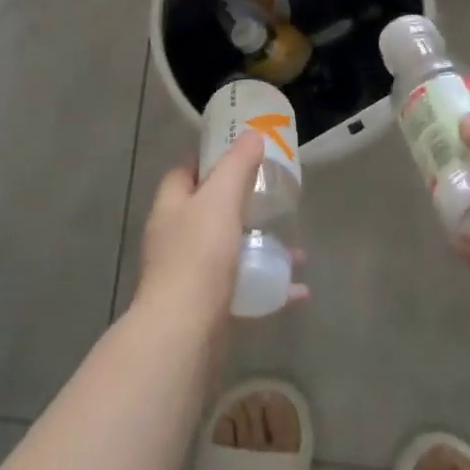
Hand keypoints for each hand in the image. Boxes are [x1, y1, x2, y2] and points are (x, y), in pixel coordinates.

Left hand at [135, 133, 308, 328]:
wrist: (183, 334)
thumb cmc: (198, 257)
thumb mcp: (220, 199)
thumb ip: (237, 166)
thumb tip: (252, 135)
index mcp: (171, 208)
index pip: (185, 173)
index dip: (209, 162)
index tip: (241, 157)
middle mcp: (175, 240)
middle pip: (209, 213)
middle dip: (243, 207)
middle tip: (274, 202)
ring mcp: (190, 277)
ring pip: (230, 253)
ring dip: (261, 250)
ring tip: (295, 250)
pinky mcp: (207, 309)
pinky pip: (243, 291)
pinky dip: (269, 288)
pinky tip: (297, 291)